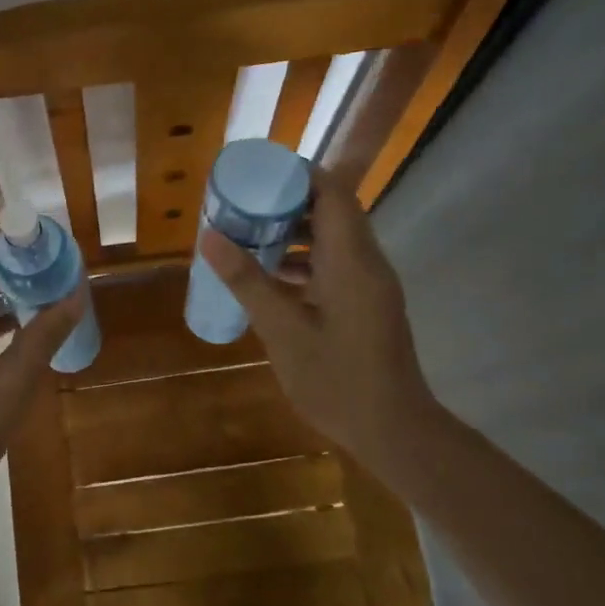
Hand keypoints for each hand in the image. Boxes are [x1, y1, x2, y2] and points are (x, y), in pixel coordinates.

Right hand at [198, 166, 437, 464]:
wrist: (394, 431)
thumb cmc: (338, 380)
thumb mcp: (283, 331)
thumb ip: (247, 281)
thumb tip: (210, 237)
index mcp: (350, 260)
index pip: (332, 192)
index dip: (297, 174)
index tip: (257, 174)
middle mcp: (366, 262)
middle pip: (331, 210)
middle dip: (287, 202)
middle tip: (243, 204)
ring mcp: (370, 283)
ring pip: (332, 238)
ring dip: (293, 232)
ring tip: (248, 235)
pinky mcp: (367, 302)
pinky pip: (335, 264)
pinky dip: (304, 260)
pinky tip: (270, 278)